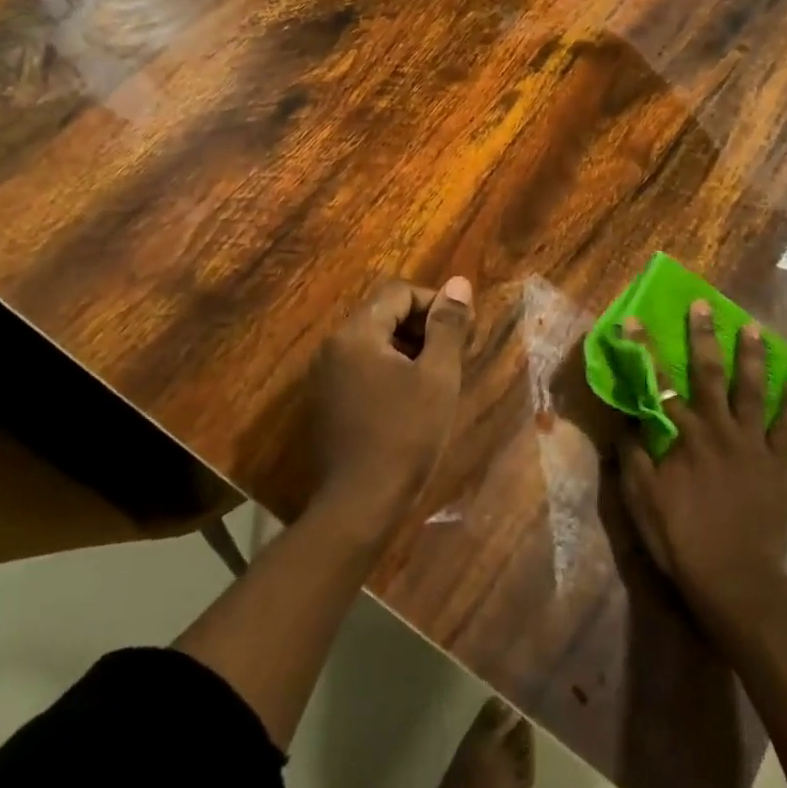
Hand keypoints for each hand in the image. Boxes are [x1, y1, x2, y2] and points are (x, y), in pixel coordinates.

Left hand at [313, 276, 474, 525]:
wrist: (359, 505)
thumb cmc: (405, 436)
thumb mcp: (437, 377)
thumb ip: (447, 325)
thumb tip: (459, 283)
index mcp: (356, 333)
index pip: (398, 292)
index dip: (435, 303)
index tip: (462, 331)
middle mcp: (333, 346)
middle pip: (383, 313)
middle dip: (422, 326)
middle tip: (453, 355)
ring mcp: (324, 375)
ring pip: (373, 342)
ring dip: (407, 349)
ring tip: (436, 379)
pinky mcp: (326, 401)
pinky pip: (361, 367)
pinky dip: (389, 370)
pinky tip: (410, 400)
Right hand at [617, 301, 786, 615]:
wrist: (735, 580)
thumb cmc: (681, 541)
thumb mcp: (641, 501)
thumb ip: (632, 456)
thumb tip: (626, 419)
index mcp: (681, 436)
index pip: (657, 383)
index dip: (643, 350)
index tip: (633, 320)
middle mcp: (717, 428)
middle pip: (708, 373)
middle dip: (703, 336)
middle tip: (704, 305)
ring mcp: (752, 444)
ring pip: (752, 390)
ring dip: (752, 356)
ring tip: (755, 328)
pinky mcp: (779, 464)